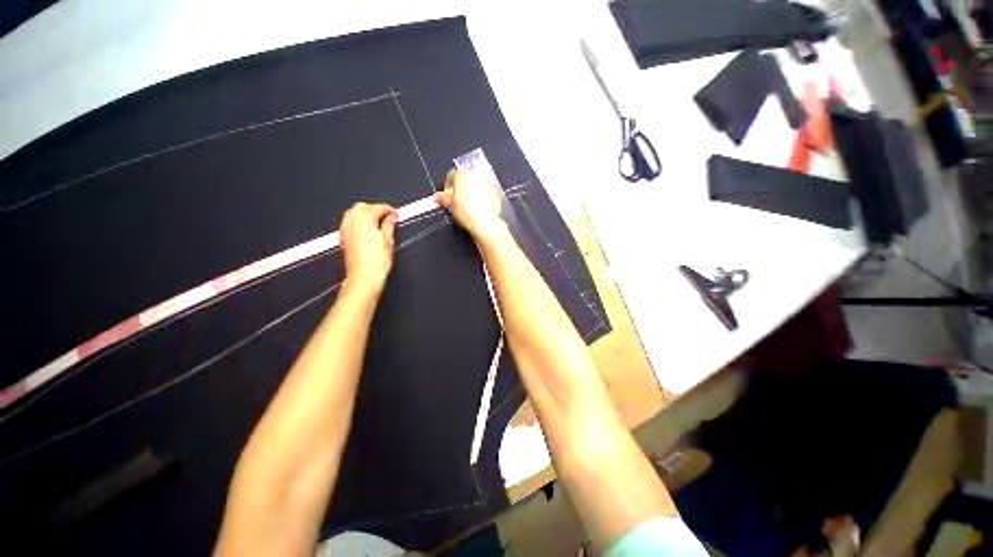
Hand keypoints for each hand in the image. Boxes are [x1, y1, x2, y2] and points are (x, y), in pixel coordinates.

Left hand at [339, 202, 396, 293]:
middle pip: (362, 206)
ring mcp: (345, 229)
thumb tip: (391, 218)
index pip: (377, 207)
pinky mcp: (343, 237)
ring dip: (365, 214)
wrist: (364, 276)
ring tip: (377, 222)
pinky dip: (357, 221)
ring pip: (353, 212)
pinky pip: (348, 222)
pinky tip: (366, 229)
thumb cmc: (376, 262)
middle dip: (375, 209)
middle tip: (387, 217)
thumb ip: (389, 226)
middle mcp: (352, 222)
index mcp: (365, 220)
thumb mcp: (388, 241)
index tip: (395, 214)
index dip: (388, 210)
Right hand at [435, 169, 504, 240]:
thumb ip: (443, 198)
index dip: (448, 186)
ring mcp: (487, 183)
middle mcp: (475, 175)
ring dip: (472, 192)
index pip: (451, 176)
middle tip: (457, 202)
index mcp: (462, 175)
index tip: (447, 196)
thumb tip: (438, 196)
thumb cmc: (467, 213)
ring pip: (476, 185)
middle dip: (461, 189)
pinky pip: (486, 192)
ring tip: (469, 206)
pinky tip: (479, 208)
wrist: (486, 223)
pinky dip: (482, 197)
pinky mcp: (496, 192)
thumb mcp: (450, 206)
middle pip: (465, 179)